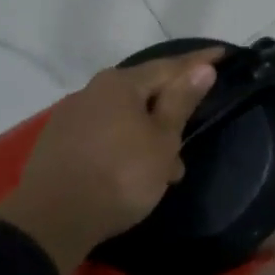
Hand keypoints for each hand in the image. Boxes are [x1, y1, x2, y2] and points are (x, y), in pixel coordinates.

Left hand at [0, 52, 221, 274]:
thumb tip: (202, 67)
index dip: (199, 62)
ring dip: (149, 136)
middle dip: (171, 109)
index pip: (169, 66)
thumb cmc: (119, 176)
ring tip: (168, 167)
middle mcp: (92, 90)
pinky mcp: (58, 143)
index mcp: (120, 83)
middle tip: (194, 126)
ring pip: (123, 117)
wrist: (51, 220)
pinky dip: (125, 147)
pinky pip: (104, 135)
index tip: (222, 54)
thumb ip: (181, 102)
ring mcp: (71, 116)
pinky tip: (135, 173)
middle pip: (143, 91)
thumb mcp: (161, 141)